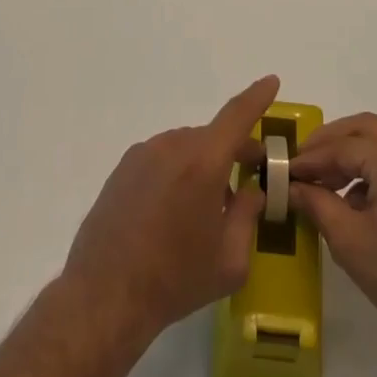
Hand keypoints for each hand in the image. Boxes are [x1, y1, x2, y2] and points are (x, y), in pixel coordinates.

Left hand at [61, 75, 278, 348]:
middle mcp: (172, 146)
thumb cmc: (175, 280)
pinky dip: (177, 172)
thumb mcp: (229, 260)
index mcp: (203, 163)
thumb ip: (248, 216)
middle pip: (213, 137)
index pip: (237, 116)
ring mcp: (143, 154)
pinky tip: (172, 212)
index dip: (257, 96)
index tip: (271, 81)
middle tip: (248, 177)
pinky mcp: (123, 168)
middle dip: (234, 151)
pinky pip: (162, 159)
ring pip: (186, 148)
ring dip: (203, 165)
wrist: (105, 295)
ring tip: (205, 209)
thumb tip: (252, 190)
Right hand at [289, 112, 376, 350]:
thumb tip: (291, 186)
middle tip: (300, 164)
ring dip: (349, 153)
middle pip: (361, 128)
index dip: (308, 158)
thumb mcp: (349, 240)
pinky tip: (352, 195)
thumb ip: (316, 203)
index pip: (341, 147)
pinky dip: (370, 165)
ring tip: (321, 182)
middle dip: (328, 143)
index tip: (282, 170)